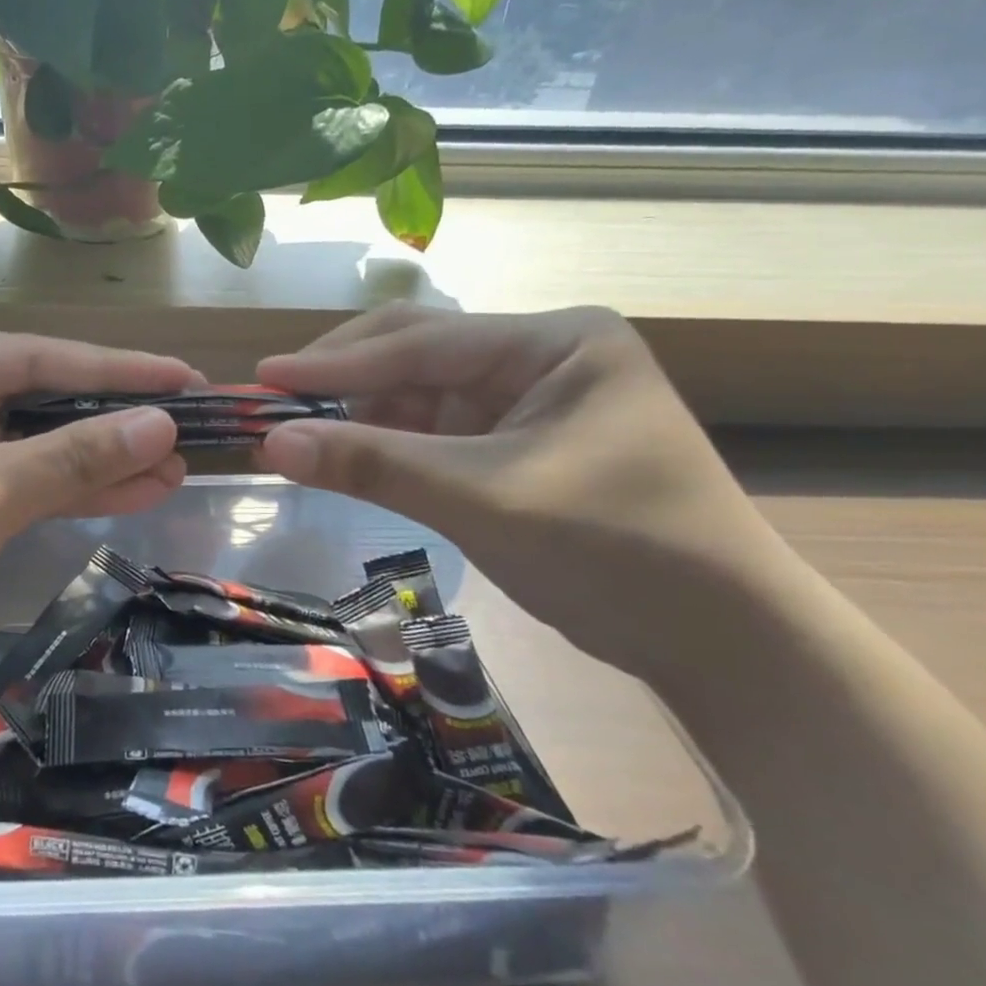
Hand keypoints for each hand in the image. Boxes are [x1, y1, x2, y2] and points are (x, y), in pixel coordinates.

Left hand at [0, 331, 197, 694]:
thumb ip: (72, 457)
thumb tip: (160, 426)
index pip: (37, 356)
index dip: (117, 370)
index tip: (184, 378)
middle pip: (37, 400)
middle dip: (111, 422)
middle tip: (189, 429)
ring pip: (31, 448)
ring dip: (97, 462)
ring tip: (174, 467)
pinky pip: (14, 485)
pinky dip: (64, 492)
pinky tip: (127, 493)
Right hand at [256, 304, 784, 679]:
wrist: (720, 643)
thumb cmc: (616, 551)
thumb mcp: (482, 499)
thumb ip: (373, 464)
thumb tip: (270, 441)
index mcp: (555, 341)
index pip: (424, 342)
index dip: (337, 361)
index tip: (265, 375)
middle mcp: (539, 357)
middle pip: (418, 355)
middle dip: (346, 380)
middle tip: (273, 401)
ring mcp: (527, 402)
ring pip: (419, 395)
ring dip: (360, 416)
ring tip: (298, 434)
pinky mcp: (515, 445)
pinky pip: (433, 433)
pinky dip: (387, 446)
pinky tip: (347, 457)